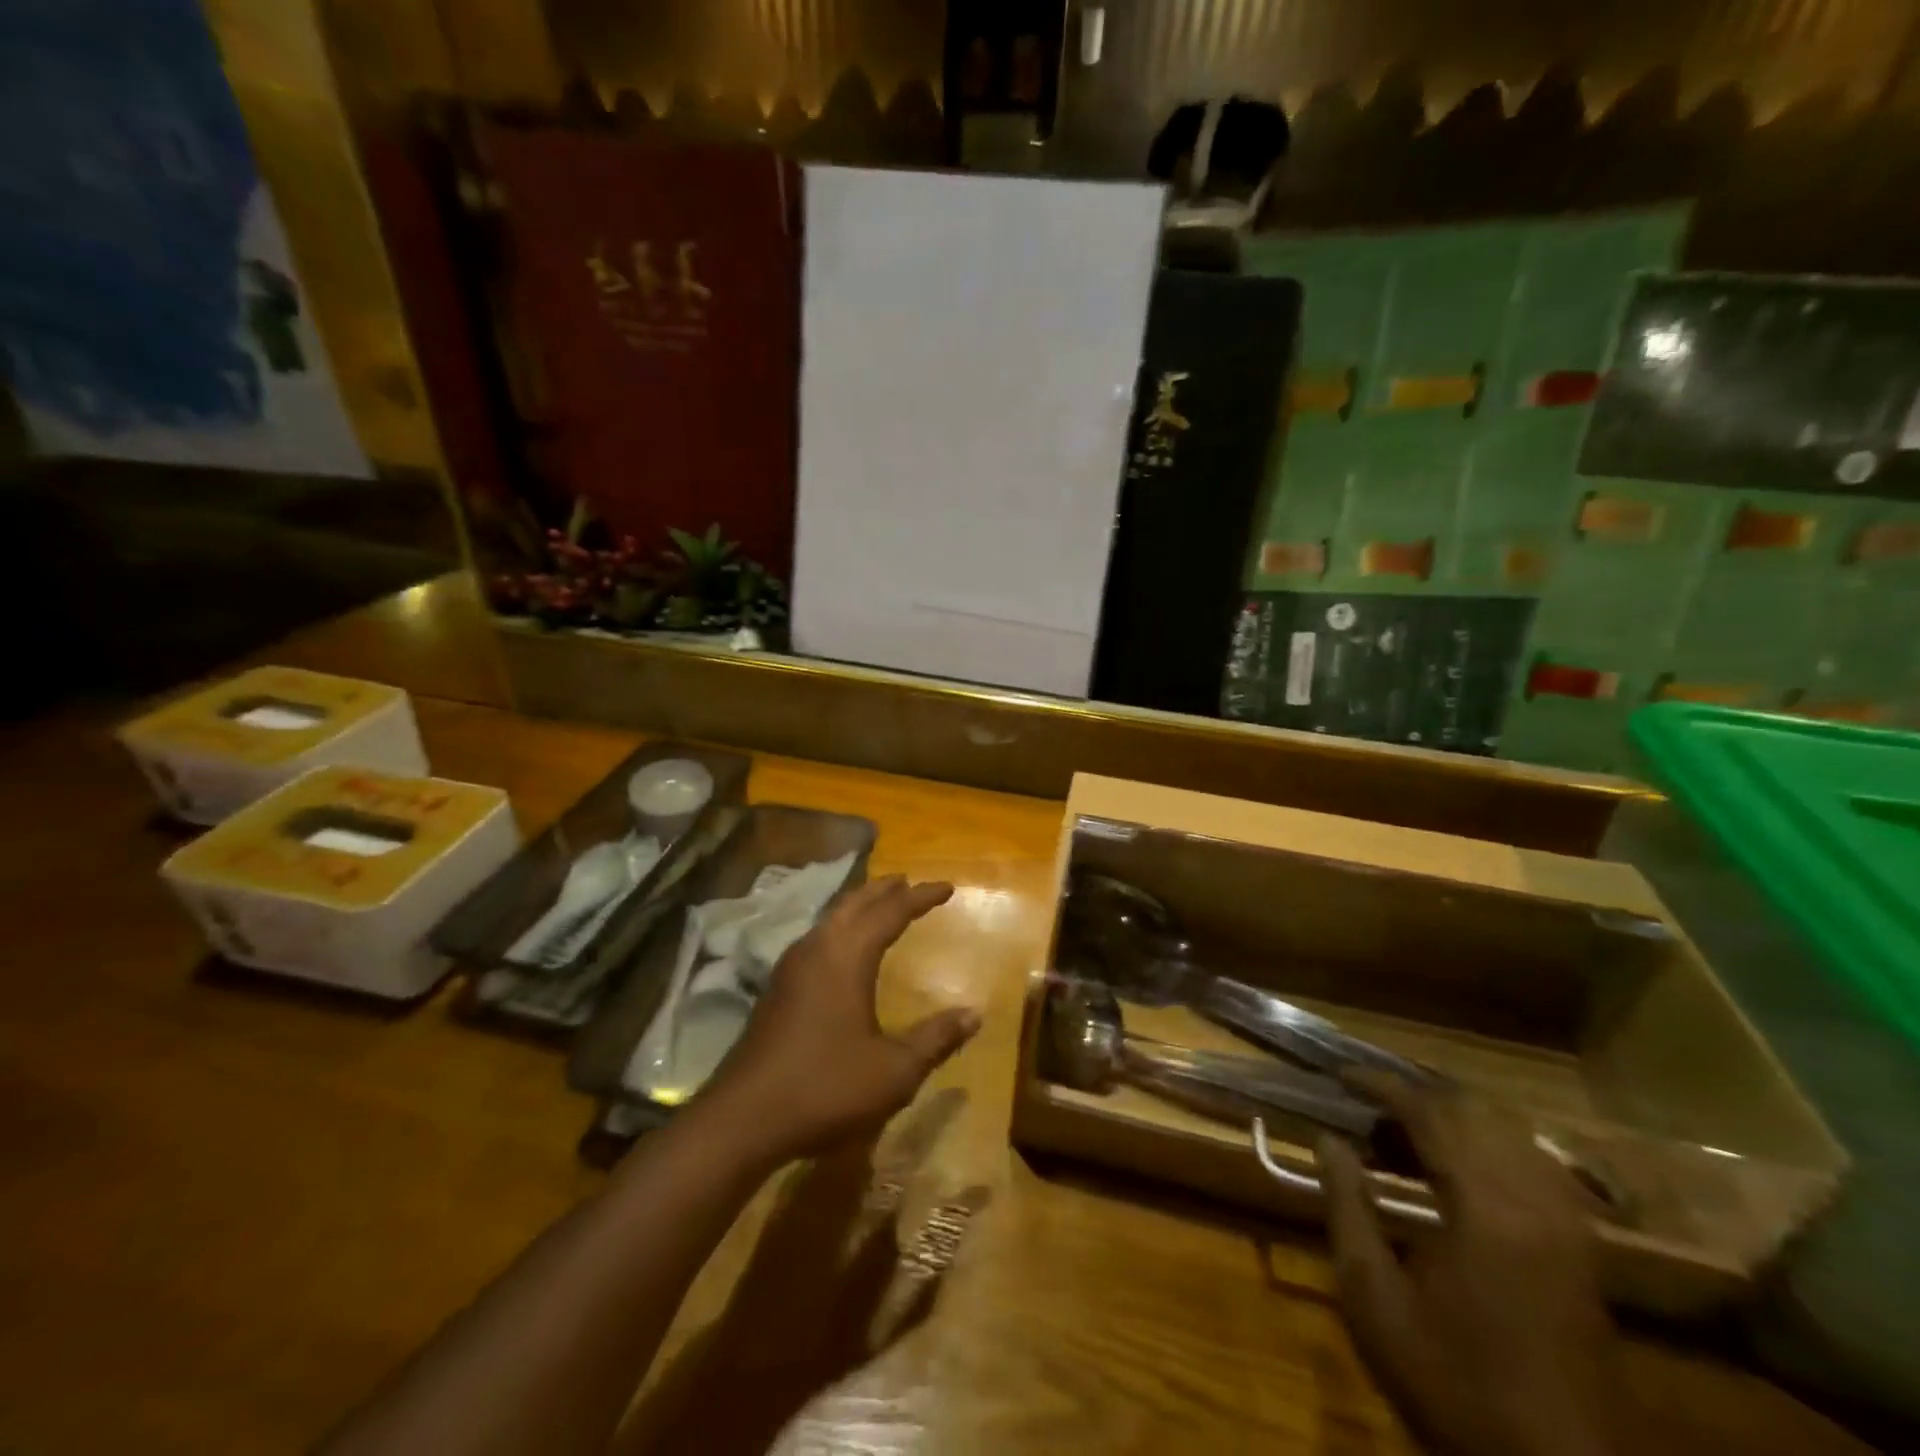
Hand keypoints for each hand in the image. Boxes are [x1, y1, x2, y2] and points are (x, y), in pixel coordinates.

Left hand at [702, 876, 979, 1161]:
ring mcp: (791, 967)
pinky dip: (839, 926)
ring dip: (859, 905)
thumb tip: (975, 1013)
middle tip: (908, 882)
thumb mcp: (894, 1071)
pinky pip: (816, 937)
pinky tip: (841, 947)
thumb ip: (936, 1039)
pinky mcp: (776, 987)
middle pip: (855, 903)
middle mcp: (818, 948)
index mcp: (848, 956)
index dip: (921, 897)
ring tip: (879, 904)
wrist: (743, 1118)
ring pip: (831, 917)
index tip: (947, 887)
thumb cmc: (826, 1087)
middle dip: (885, 890)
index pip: (892, 911)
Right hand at [1320, 1072, 1630, 1455]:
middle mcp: (1535, 1204)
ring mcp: (1568, 1228)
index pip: (1431, 1114)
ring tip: (1404, 1131)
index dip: (1382, 1085)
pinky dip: (1491, 1147)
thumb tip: (1327, 1140)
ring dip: (1454, 1118)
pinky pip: (1536, 1166)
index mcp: (1485, 1209)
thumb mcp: (1373, 1297)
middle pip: (1474, 1113)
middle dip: (1415, 1095)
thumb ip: (1347, 1207)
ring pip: (1509, 1134)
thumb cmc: (1450, 1383)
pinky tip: (1462, 1166)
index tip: (1341, 1076)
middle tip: (1366, 1104)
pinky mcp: (1583, 1252)